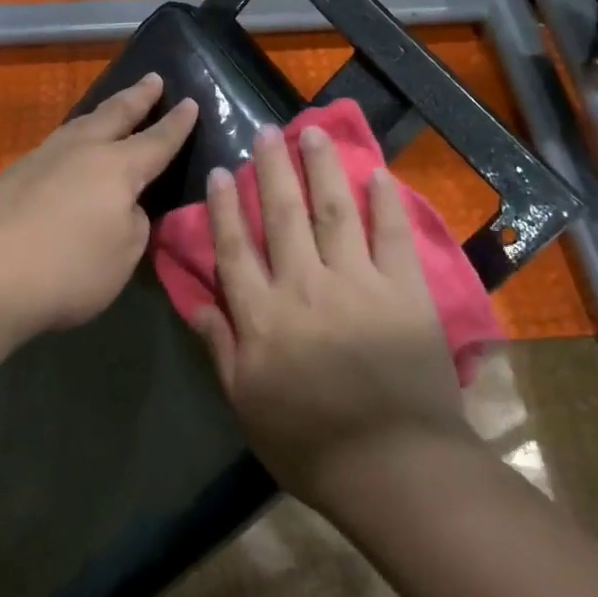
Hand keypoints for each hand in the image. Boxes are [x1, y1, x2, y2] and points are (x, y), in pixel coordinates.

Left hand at [0, 73, 198, 338]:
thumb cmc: (70, 269)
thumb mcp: (125, 254)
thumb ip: (133, 222)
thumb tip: (123, 205)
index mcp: (118, 168)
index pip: (157, 140)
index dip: (177, 124)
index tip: (191, 102)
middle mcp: (81, 151)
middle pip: (115, 115)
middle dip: (138, 97)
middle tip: (153, 78)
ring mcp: (42, 159)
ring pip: (79, 124)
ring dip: (101, 113)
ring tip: (111, 107)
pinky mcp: (12, 175)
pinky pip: (55, 146)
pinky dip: (72, 139)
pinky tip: (69, 152)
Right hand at [188, 123, 472, 507]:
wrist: (393, 465)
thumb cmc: (310, 444)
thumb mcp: (246, 403)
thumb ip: (220, 347)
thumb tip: (193, 301)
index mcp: (263, 315)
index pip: (236, 247)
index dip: (226, 206)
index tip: (223, 170)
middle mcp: (304, 285)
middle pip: (283, 215)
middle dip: (273, 169)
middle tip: (267, 130)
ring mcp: (357, 282)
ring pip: (333, 210)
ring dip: (322, 167)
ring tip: (314, 132)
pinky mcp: (403, 289)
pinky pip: (393, 234)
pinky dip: (386, 201)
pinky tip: (378, 172)